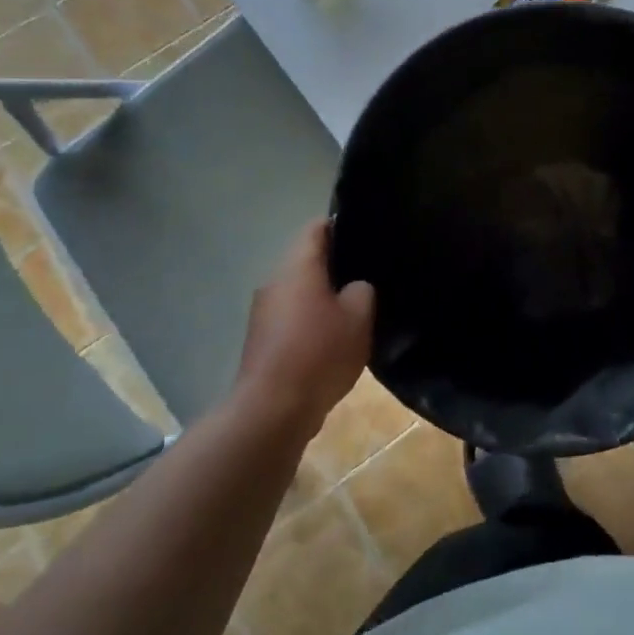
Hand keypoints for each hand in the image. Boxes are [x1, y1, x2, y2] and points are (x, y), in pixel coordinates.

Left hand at [236, 220, 375, 436]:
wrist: (272, 410)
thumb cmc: (319, 353)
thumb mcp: (359, 317)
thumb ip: (362, 291)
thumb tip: (354, 288)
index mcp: (297, 267)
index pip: (317, 228)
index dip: (343, 225)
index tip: (367, 234)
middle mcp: (275, 281)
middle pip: (307, 259)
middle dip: (337, 264)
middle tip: (370, 273)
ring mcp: (264, 312)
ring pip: (300, 290)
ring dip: (324, 295)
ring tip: (357, 307)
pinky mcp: (263, 340)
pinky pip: (293, 317)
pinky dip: (312, 320)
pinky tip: (334, 338)